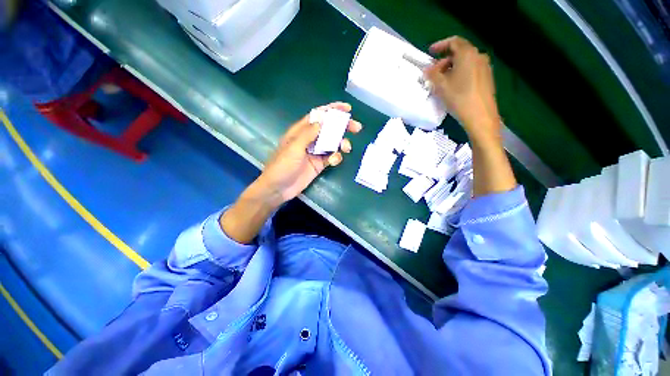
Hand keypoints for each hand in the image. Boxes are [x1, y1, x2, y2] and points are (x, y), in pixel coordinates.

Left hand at [255, 102, 361, 204]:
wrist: (279, 188)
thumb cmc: (282, 165)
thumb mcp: (294, 147)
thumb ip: (308, 133)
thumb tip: (322, 120)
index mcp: (301, 131)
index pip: (318, 116)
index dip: (332, 110)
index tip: (347, 108)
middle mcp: (310, 139)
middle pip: (329, 128)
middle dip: (343, 126)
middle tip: (356, 128)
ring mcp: (315, 152)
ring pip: (333, 143)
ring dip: (342, 143)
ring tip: (346, 148)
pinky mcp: (320, 164)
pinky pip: (332, 157)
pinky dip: (336, 157)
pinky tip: (334, 161)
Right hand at [424, 36, 500, 142]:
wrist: (480, 115)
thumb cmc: (459, 98)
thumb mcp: (441, 86)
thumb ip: (432, 74)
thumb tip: (426, 69)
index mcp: (467, 54)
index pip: (454, 42)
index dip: (441, 45)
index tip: (430, 52)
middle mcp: (478, 56)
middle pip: (460, 52)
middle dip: (444, 60)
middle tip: (434, 72)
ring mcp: (485, 67)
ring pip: (465, 62)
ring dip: (452, 67)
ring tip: (442, 81)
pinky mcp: (487, 78)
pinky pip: (471, 69)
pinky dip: (460, 73)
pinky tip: (454, 86)